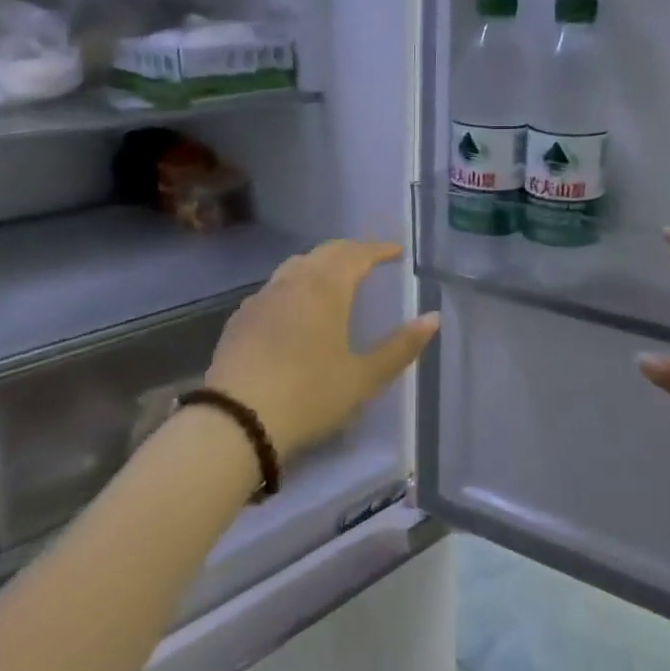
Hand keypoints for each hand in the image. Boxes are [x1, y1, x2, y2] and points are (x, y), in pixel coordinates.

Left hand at [205, 240, 439, 461]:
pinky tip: (296, 309)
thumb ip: (400, 346)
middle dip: (350, 251)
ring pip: (295, 266)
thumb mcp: (363, 377)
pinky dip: (294, 285)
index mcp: (325, 288)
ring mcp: (261, 298)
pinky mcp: (240, 319)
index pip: (356, 254)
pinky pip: (274, 288)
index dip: (379, 250)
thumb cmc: (309, 396)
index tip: (396, 252)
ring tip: (335, 279)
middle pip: (324, 252)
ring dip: (320, 265)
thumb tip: (433, 318)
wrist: (236, 421)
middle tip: (370, 260)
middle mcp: (292, 282)